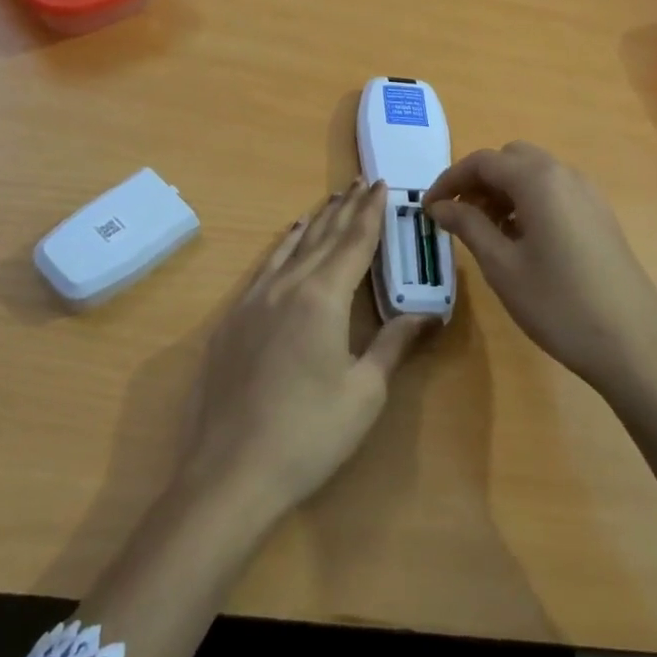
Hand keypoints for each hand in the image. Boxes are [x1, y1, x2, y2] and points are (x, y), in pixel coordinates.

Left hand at [177, 179, 435, 515]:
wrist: (229, 474)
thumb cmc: (309, 434)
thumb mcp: (364, 391)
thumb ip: (393, 343)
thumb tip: (427, 313)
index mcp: (322, 297)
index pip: (354, 242)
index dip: (371, 213)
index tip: (382, 185)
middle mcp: (286, 286)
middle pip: (322, 237)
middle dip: (345, 208)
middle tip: (361, 182)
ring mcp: (253, 301)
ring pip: (290, 247)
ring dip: (315, 222)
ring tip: (331, 202)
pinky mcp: (231, 321)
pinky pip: (264, 268)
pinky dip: (283, 247)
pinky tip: (287, 243)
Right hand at [425, 142, 656, 396]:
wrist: (634, 343)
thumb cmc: (558, 303)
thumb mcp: (502, 266)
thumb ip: (468, 226)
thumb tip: (440, 205)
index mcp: (538, 180)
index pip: (482, 161)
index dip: (449, 180)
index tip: (428, 209)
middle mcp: (565, 174)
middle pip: (511, 159)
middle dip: (479, 180)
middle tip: (459, 217)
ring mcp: (588, 194)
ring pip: (534, 174)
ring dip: (504, 191)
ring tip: (486, 232)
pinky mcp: (600, 215)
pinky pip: (555, 192)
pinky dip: (528, 202)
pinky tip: (521, 241)